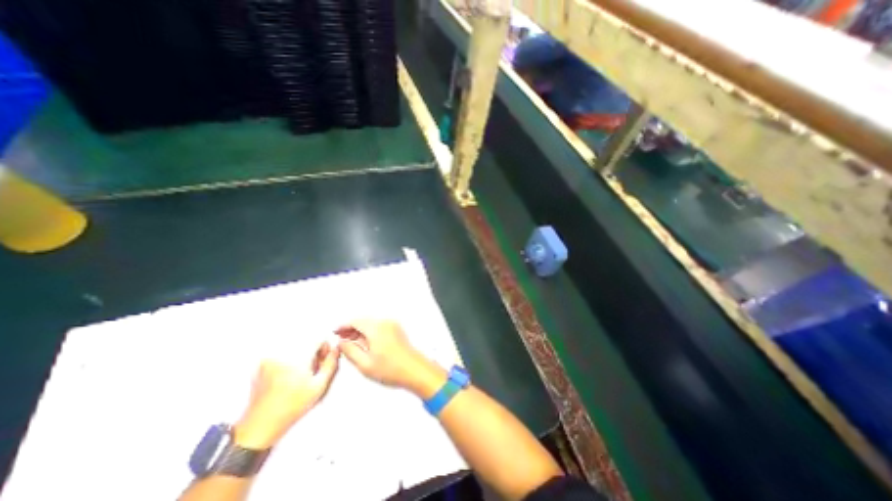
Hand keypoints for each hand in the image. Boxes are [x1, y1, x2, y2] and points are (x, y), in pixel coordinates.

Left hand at [232, 342, 338, 447]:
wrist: (260, 425)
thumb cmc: (290, 408)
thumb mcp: (319, 387)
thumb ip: (331, 364)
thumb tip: (335, 350)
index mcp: (298, 358)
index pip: (318, 339)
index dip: (324, 348)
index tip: (323, 359)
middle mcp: (283, 354)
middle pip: (306, 342)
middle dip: (312, 353)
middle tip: (312, 369)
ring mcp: (270, 358)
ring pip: (295, 348)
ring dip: (301, 356)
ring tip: (299, 375)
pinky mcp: (262, 364)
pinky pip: (282, 354)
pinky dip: (288, 361)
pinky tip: (287, 378)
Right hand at [334, 319, 442, 392]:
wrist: (415, 370)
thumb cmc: (392, 369)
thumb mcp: (365, 364)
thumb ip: (350, 351)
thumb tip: (341, 343)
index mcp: (376, 328)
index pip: (355, 321)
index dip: (343, 326)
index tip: (335, 332)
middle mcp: (385, 323)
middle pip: (364, 321)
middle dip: (351, 329)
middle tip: (341, 338)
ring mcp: (393, 325)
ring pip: (371, 324)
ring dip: (360, 331)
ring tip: (351, 342)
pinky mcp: (397, 330)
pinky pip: (379, 327)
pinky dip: (370, 332)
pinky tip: (365, 343)